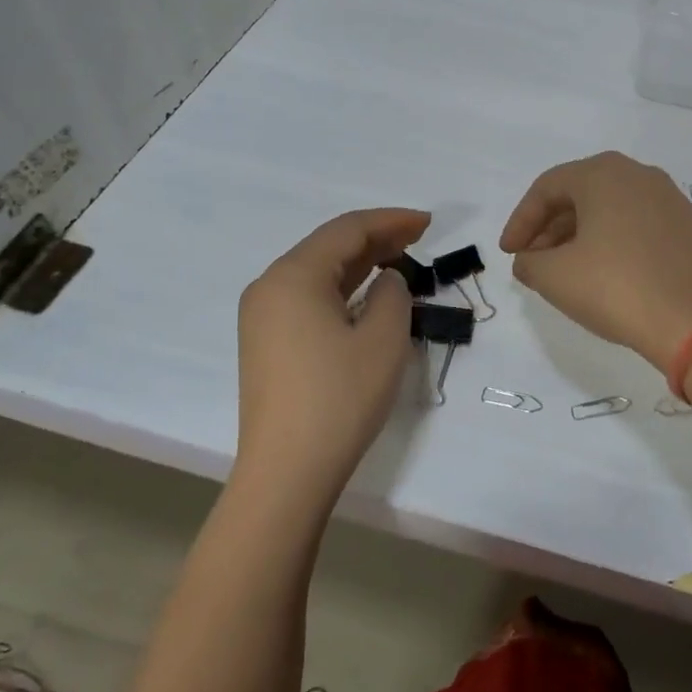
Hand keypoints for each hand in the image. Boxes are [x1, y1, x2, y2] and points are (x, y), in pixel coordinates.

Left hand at [235, 208, 430, 509]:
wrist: (287, 471)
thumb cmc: (340, 398)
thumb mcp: (383, 339)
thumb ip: (393, 294)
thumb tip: (387, 280)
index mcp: (293, 276)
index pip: (347, 230)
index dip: (391, 220)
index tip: (428, 222)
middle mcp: (269, 287)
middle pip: (328, 247)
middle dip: (376, 238)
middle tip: (419, 238)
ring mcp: (262, 316)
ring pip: (317, 272)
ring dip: (359, 263)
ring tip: (400, 260)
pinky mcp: (266, 342)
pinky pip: (307, 298)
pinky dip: (342, 289)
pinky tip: (367, 295)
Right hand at [499, 152, 691, 373]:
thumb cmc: (615, 288)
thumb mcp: (554, 276)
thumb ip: (528, 261)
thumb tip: (528, 260)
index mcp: (603, 173)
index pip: (547, 188)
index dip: (520, 221)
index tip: (509, 253)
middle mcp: (638, 174)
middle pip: (579, 194)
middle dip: (549, 227)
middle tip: (532, 261)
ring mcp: (667, 198)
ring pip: (608, 208)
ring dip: (578, 234)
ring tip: (563, 270)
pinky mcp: (685, 225)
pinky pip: (634, 222)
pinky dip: (610, 240)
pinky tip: (601, 271)